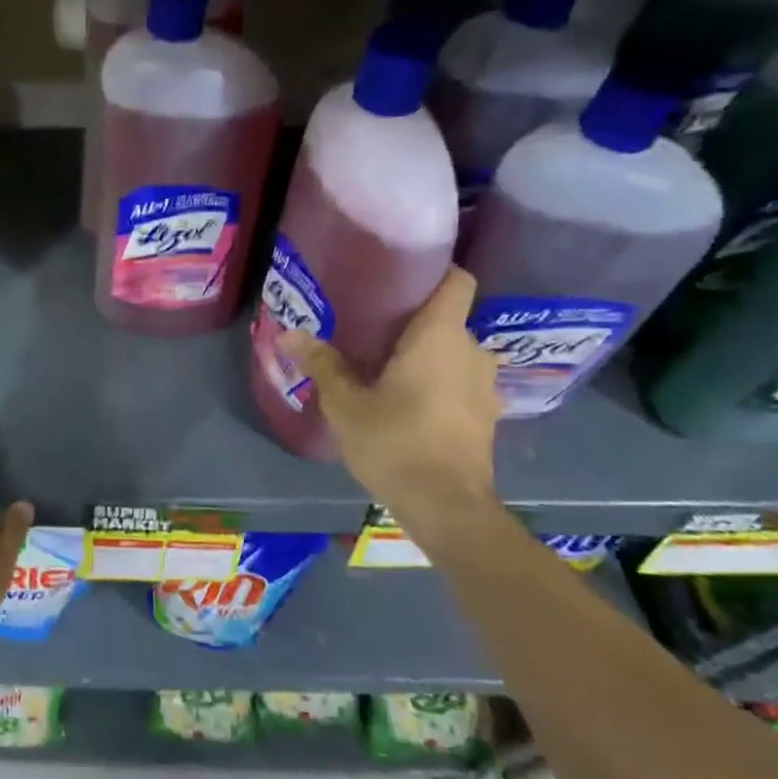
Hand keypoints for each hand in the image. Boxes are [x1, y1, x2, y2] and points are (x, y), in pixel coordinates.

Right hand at [279, 266, 499, 526]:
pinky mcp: (486, 416)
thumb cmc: (394, 442)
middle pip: (448, 319)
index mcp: (440, 337)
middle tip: (373, 328)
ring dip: (428, 356)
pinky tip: (409, 401)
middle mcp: (472, 352)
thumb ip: (322, 364)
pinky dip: (439, 383)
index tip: (400, 276)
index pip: (457, 281)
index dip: (435, 271)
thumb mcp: (345, 404)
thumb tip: (290, 334)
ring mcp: (485, 386)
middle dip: (415, 321)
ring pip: (455, 353)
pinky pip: (461, 382)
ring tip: (387, 366)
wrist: (447, 507)